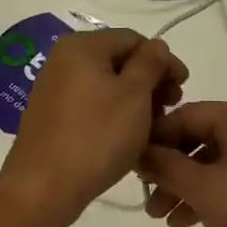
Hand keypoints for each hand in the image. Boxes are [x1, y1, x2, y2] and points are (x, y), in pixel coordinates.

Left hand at [0, 30, 186, 220]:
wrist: (42, 187)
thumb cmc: (96, 136)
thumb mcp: (134, 95)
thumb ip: (150, 63)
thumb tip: (156, 46)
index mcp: (83, 46)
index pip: (134, 39)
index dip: (163, 60)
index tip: (184, 87)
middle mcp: (63, 59)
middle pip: (118, 60)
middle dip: (149, 81)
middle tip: (170, 108)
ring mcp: (53, 88)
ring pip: (106, 84)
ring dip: (134, 100)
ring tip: (152, 126)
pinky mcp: (51, 115)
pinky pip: (90, 104)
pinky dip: (113, 113)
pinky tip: (126, 135)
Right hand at [138, 100, 226, 226]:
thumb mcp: (204, 190)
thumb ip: (166, 166)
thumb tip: (138, 151)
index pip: (185, 115)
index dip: (154, 139)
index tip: (129, 164)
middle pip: (199, 137)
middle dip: (169, 168)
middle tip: (144, 195)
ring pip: (213, 161)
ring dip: (184, 185)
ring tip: (160, 216)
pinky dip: (208, 194)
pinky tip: (185, 221)